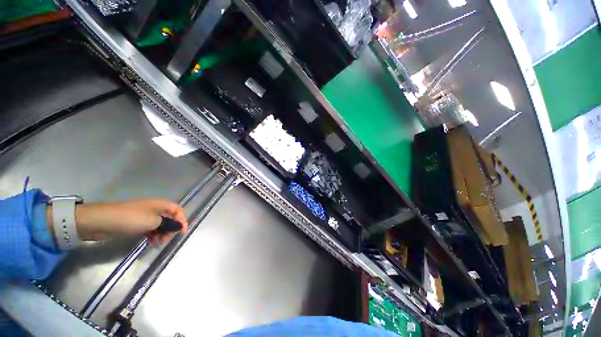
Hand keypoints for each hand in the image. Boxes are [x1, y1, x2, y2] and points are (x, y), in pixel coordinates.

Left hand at [47, 199, 187, 244]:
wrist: (100, 222)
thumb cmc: (129, 219)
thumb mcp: (152, 222)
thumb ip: (168, 224)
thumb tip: (179, 226)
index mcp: (160, 204)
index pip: (178, 210)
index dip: (182, 220)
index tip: (181, 233)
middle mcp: (154, 209)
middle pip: (169, 218)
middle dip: (170, 229)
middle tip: (164, 240)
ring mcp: (144, 216)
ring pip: (160, 225)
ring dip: (161, 234)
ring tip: (155, 244)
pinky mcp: (136, 223)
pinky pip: (150, 229)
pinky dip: (152, 235)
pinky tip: (149, 242)